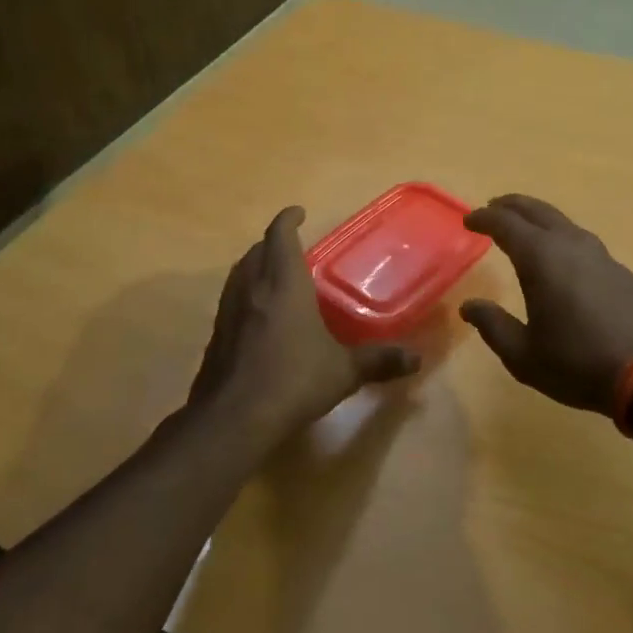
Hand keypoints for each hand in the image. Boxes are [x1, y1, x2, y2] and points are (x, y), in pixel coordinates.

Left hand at [188, 206, 419, 444]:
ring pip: (239, 275)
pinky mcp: (216, 337)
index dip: (287, 220)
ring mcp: (228, 313)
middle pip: (256, 252)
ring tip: (274, 275)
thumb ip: (378, 361)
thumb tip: (416, 359)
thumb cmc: (293, 381)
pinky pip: (232, 302)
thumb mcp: (343, 371)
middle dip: (272, 243)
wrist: (232, 420)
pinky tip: (260, 318)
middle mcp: (252, 289)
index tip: (297, 212)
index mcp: (283, 284)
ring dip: (255, 266)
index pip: (280, 236)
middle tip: (292, 246)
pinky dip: (246, 295)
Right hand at [459, 195, 632, 414]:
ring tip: (523, 228)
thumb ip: (493, 326)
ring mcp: (599, 254)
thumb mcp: (523, 355)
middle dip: (510, 206)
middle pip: (536, 210)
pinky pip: (579, 239)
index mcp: (541, 257)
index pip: (505, 223)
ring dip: (537, 218)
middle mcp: (569, 244)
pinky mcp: (618, 269)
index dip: (484, 218)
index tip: (468, 220)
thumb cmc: (577, 362)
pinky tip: (560, 256)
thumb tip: (469, 307)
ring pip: (561, 221)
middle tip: (492, 208)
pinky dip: (559, 236)